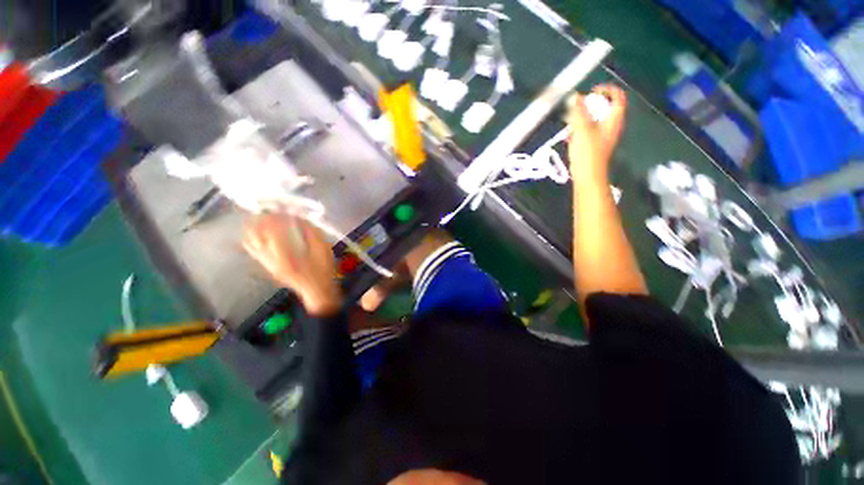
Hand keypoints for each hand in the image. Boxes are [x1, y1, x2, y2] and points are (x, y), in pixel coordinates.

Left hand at [243, 214, 342, 315]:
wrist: (316, 290)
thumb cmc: (323, 270)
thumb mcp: (323, 249)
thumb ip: (311, 232)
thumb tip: (298, 216)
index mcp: (287, 256)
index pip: (272, 230)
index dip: (275, 216)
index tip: (282, 206)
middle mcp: (271, 259)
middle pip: (255, 234)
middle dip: (260, 218)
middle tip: (270, 207)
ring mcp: (266, 263)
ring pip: (250, 240)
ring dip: (253, 225)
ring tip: (262, 215)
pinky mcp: (266, 265)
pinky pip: (252, 248)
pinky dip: (252, 235)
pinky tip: (259, 229)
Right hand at [567, 84, 626, 181]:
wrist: (588, 175)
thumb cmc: (588, 151)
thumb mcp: (582, 128)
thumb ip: (579, 111)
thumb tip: (576, 96)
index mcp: (614, 119)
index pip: (618, 96)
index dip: (607, 89)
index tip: (592, 91)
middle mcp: (612, 126)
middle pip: (606, 107)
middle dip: (592, 104)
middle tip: (578, 107)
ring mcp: (604, 136)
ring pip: (596, 120)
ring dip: (584, 117)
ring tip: (572, 121)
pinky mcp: (596, 145)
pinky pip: (590, 131)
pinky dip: (581, 128)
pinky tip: (570, 135)